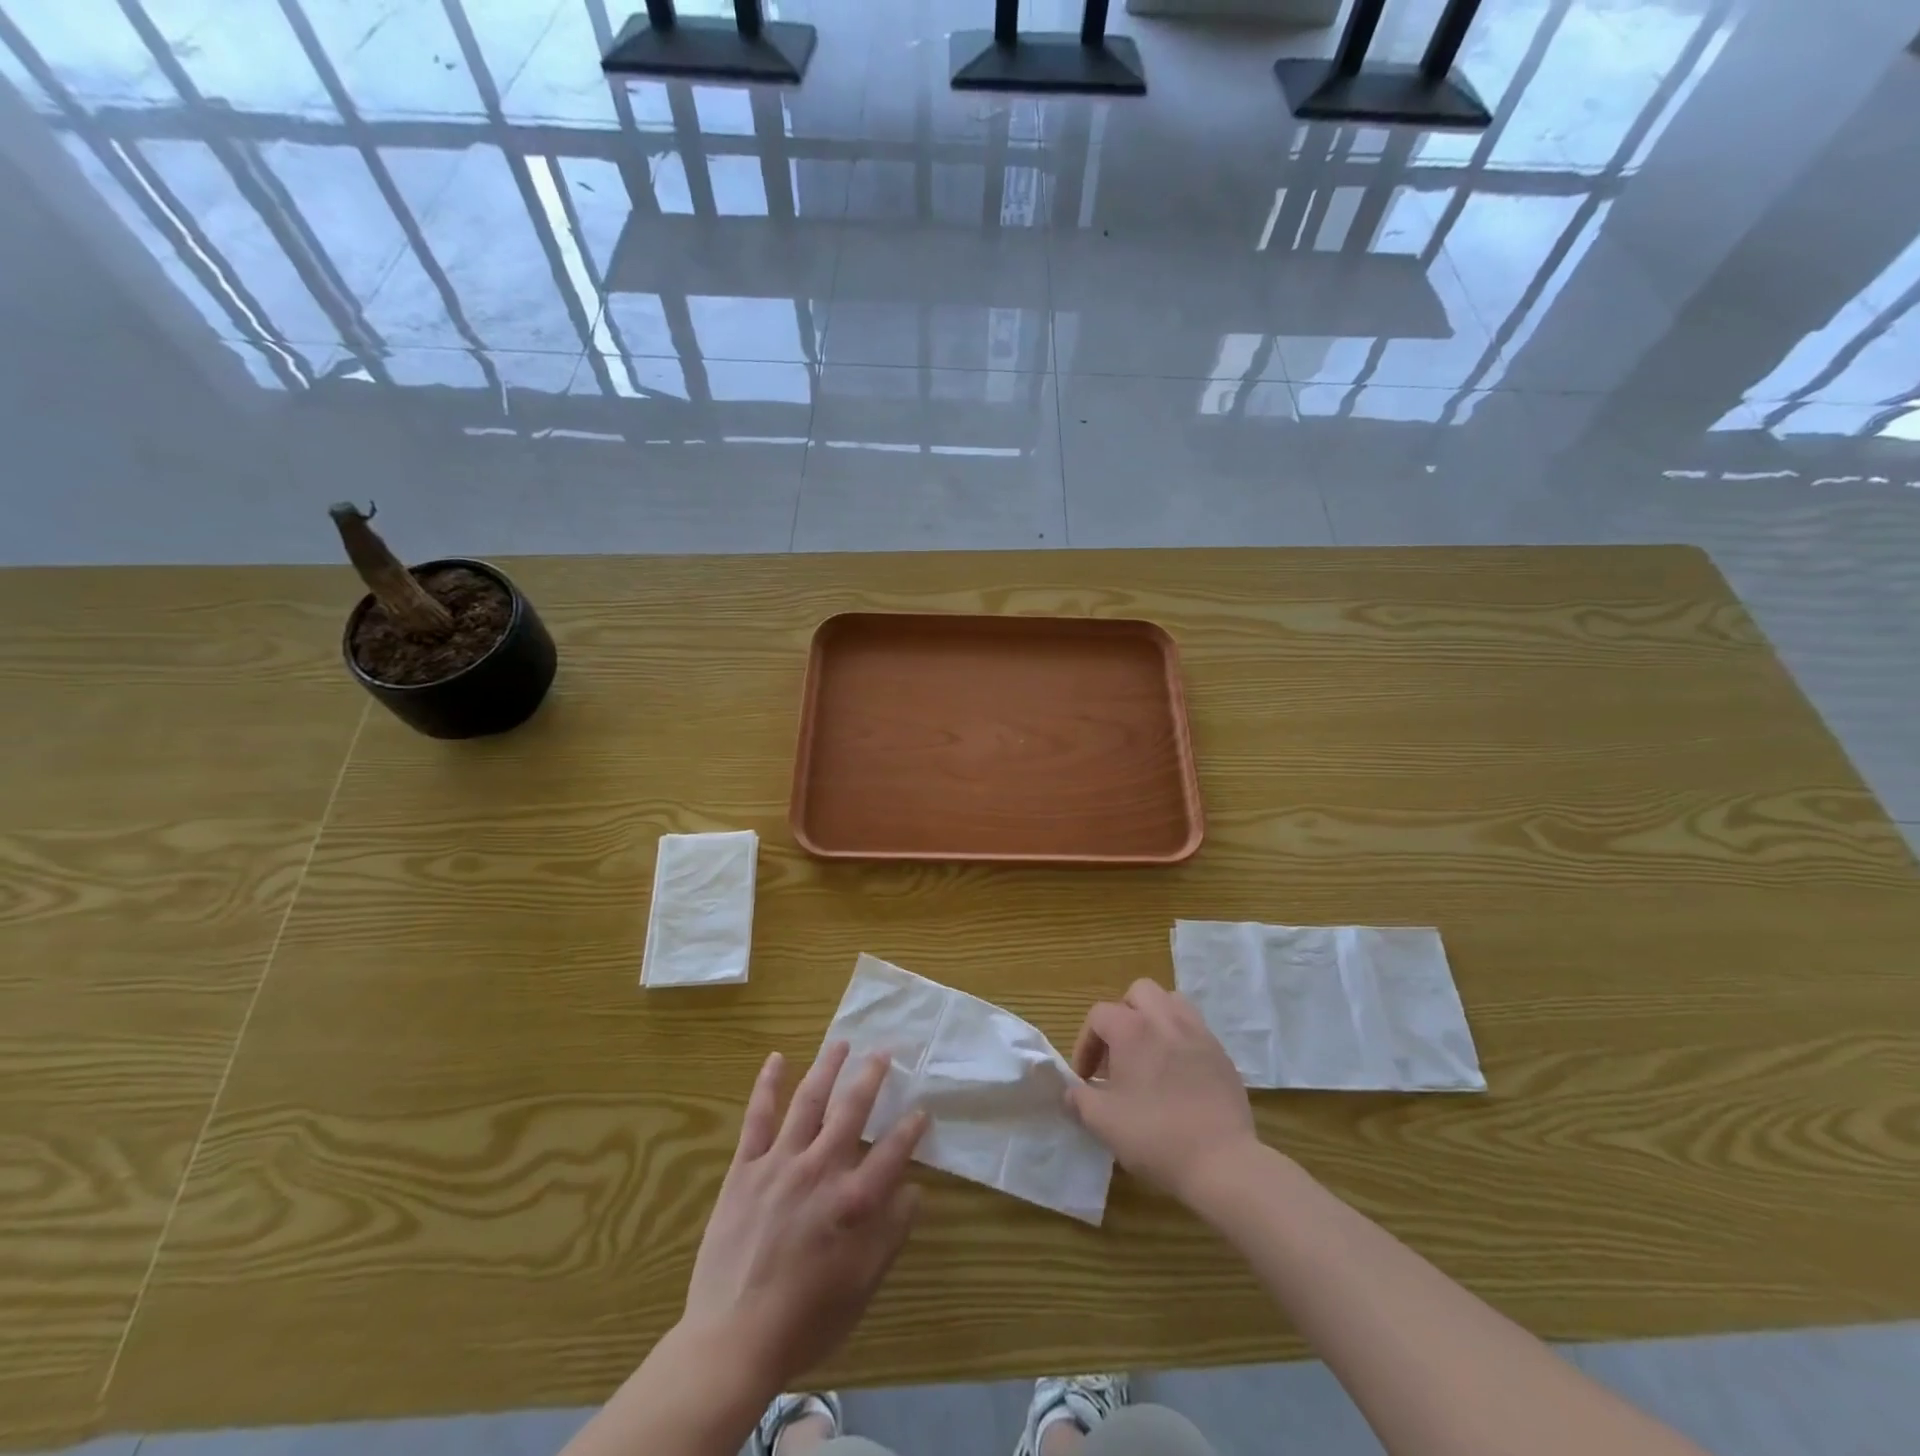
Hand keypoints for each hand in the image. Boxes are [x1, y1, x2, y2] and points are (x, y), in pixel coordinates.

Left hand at [681, 1042, 927, 1395]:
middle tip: (883, 1052)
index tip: (922, 1110)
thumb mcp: (862, 1287)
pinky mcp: (745, 1169)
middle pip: (851, 1109)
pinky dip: (768, 1085)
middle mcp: (820, 1170)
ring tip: (841, 1043)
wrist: (731, 1340)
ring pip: (808, 1100)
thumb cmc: (804, 1320)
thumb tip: (914, 1191)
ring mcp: (779, 1164)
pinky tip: (777, 1059)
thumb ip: (891, 1234)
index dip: (911, 1128)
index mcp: (853, 1201)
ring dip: (827, 1067)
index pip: (892, 1151)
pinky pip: (758, 1118)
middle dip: (871, 1077)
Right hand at [1066, 979, 1258, 1205]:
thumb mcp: (1103, 1122)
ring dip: (1154, 1019)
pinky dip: (1180, 1039)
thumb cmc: (1155, 1136)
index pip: (1099, 1015)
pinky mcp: (1221, 1053)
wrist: (1223, 1162)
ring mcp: (1198, 1033)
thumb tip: (1071, 1092)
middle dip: (1122, 1015)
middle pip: (1139, 993)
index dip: (1085, 1043)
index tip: (1086, 1077)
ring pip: (1171, 1002)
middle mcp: (1165, 1019)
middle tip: (1118, 1053)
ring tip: (1148, 1054)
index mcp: (1132, 1029)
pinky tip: (1177, 1074)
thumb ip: (1079, 1100)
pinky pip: (1194, 1028)